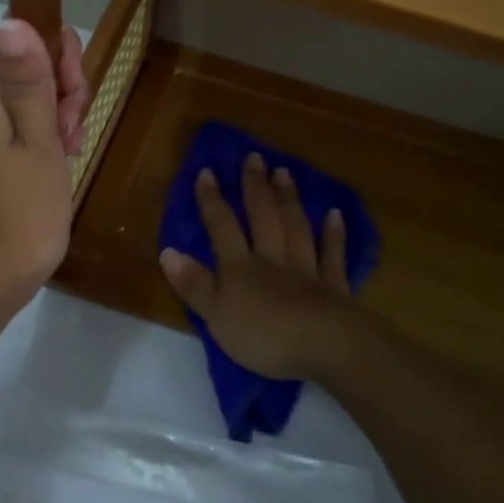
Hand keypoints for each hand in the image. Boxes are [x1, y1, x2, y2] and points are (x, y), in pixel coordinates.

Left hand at [0, 19, 86, 310]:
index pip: (18, 40)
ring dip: (60, 116)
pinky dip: (49, 140)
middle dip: (62, 87)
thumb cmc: (19, 212)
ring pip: (31, 102)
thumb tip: (9, 18)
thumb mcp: (36, 142)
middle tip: (73, 127)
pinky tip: (64, 163)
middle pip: (27, 69)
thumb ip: (28, 82)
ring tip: (71, 150)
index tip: (74, 87)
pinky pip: (25, 132)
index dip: (53, 51)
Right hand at [158, 152, 368, 382]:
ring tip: (285, 172)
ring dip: (289, 200)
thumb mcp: (216, 315)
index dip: (212, 200)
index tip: (207, 170)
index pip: (222, 227)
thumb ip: (194, 284)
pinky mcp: (333, 287)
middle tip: (255, 157)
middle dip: (256, 187)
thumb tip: (168, 251)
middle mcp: (272, 259)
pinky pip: (332, 255)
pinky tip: (335, 214)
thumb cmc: (263, 335)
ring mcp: (306, 270)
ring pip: (295, 228)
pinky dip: (334, 235)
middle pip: (263, 217)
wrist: (324, 346)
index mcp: (240, 267)